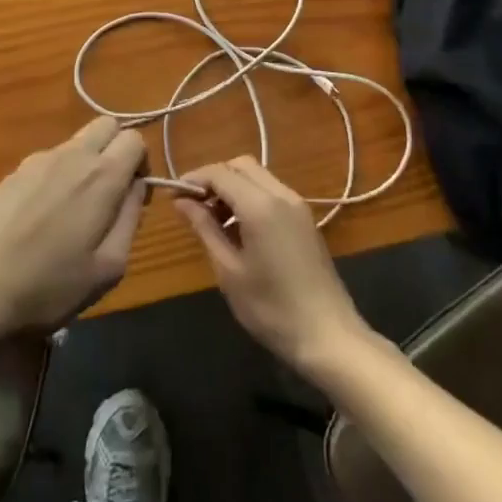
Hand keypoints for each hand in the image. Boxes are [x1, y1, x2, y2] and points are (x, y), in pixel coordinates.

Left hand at [0, 117, 146, 337]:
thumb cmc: (48, 287)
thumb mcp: (107, 268)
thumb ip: (130, 218)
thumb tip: (136, 187)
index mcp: (101, 176)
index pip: (135, 139)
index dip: (141, 164)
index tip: (132, 197)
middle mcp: (72, 155)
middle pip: (107, 125)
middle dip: (117, 149)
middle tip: (110, 193)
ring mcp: (38, 160)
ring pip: (78, 141)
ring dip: (87, 162)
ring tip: (73, 211)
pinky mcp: (14, 172)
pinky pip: (50, 159)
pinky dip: (59, 174)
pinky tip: (43, 216)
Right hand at [175, 158, 377, 379]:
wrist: (328, 336)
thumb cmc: (271, 308)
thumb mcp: (229, 271)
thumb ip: (205, 228)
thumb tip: (181, 201)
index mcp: (260, 205)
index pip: (220, 173)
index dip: (194, 179)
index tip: (173, 195)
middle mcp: (281, 194)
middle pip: (241, 166)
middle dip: (214, 178)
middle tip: (193, 205)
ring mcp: (297, 204)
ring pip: (257, 176)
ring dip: (232, 186)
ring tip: (212, 219)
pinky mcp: (305, 218)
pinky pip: (271, 191)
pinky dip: (250, 196)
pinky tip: (239, 227)